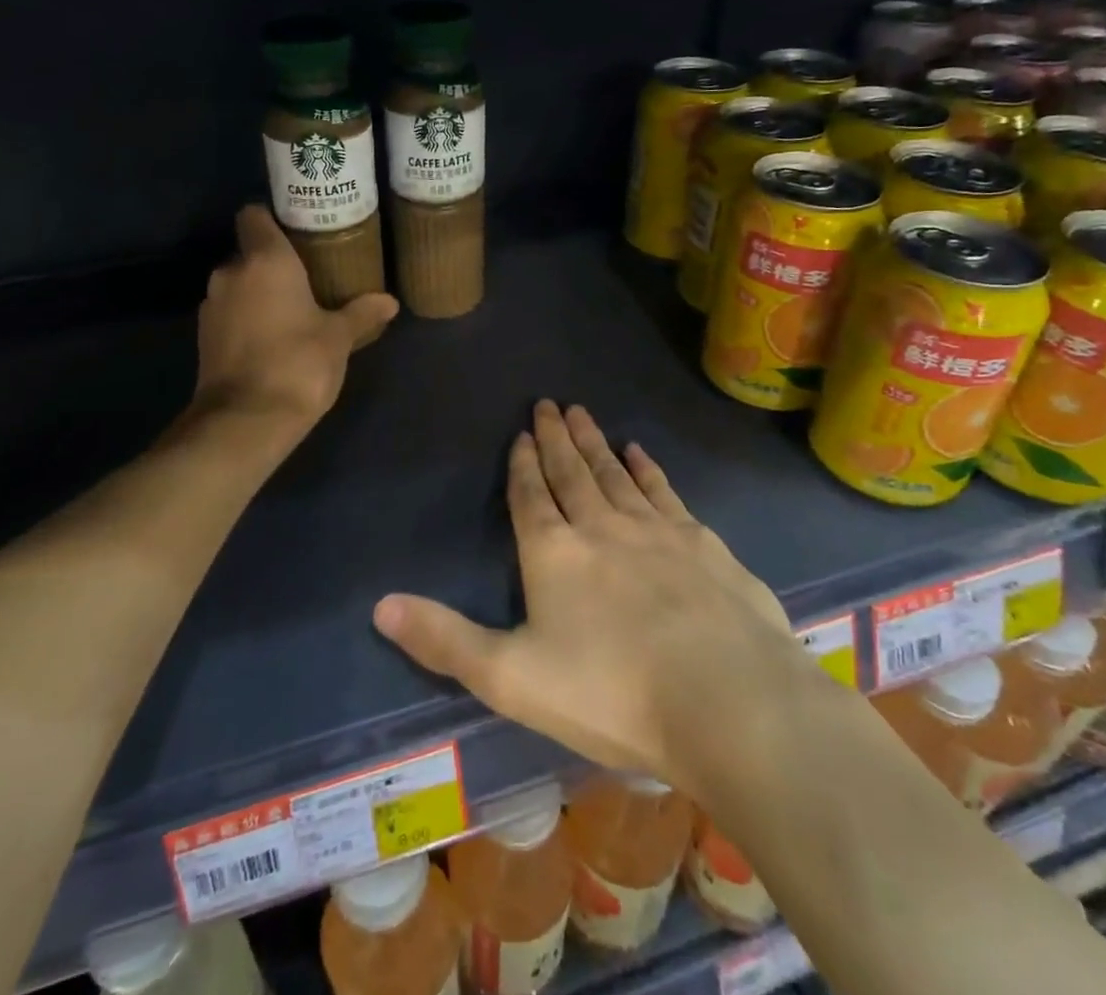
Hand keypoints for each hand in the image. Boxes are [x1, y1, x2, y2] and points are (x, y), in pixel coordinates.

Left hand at [192, 205, 398, 429]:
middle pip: (249, 252)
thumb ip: (362, 313)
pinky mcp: (203, 336)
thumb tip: (390, 301)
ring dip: (259, 293)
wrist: (245, 421)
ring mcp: (212, 305)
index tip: (298, 231)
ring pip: (238, 284)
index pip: (254, 215)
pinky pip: (230, 312)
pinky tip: (272, 339)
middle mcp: (231, 273)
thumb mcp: (339, 338)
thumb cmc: (298, 364)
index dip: (273, 218)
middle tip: (308, 277)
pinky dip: (246, 318)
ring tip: (292, 311)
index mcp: (265, 260)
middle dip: (274, 263)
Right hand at [373, 401, 812, 798]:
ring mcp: (657, 530)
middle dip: (556, 438)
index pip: (530, 495)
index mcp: (554, 553)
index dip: (521, 464)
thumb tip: (378, 604)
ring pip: (615, 473)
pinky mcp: (702, 544)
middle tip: (549, 403)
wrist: (727, 701)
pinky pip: (664, 491)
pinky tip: (640, 452)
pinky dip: (647, 468)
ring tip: (583, 414)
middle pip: (572, 472)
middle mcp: (602, 526)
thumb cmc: (610, 692)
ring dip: (596, 443)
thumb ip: (445, 639)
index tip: (520, 433)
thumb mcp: (511, 677)